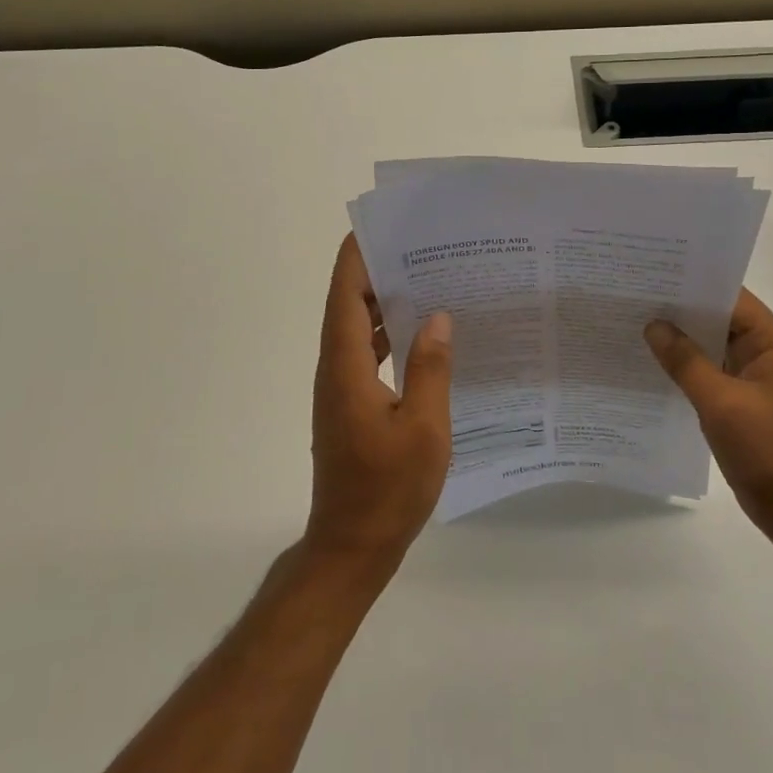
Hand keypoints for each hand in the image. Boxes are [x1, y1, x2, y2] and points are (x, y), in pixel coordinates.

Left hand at [306, 235, 453, 571]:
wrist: (352, 547)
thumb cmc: (388, 489)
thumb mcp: (424, 428)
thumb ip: (430, 368)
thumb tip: (437, 317)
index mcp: (345, 366)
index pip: (345, 295)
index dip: (357, 257)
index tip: (383, 226)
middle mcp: (335, 369)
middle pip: (348, 305)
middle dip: (378, 271)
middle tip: (421, 247)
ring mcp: (340, 389)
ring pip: (357, 329)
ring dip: (384, 303)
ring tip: (427, 279)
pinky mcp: (350, 405)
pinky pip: (366, 354)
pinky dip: (388, 335)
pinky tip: (422, 335)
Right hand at [645, 289, 772, 549]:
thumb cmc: (767, 451)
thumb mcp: (721, 403)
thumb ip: (685, 361)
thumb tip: (654, 325)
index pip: (732, 299)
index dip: (694, 285)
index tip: (654, 276)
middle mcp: (770, 354)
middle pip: (722, 320)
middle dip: (682, 312)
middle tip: (636, 298)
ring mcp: (759, 380)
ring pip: (715, 348)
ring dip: (683, 341)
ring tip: (637, 325)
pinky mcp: (747, 403)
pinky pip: (714, 373)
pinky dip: (689, 368)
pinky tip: (656, 366)